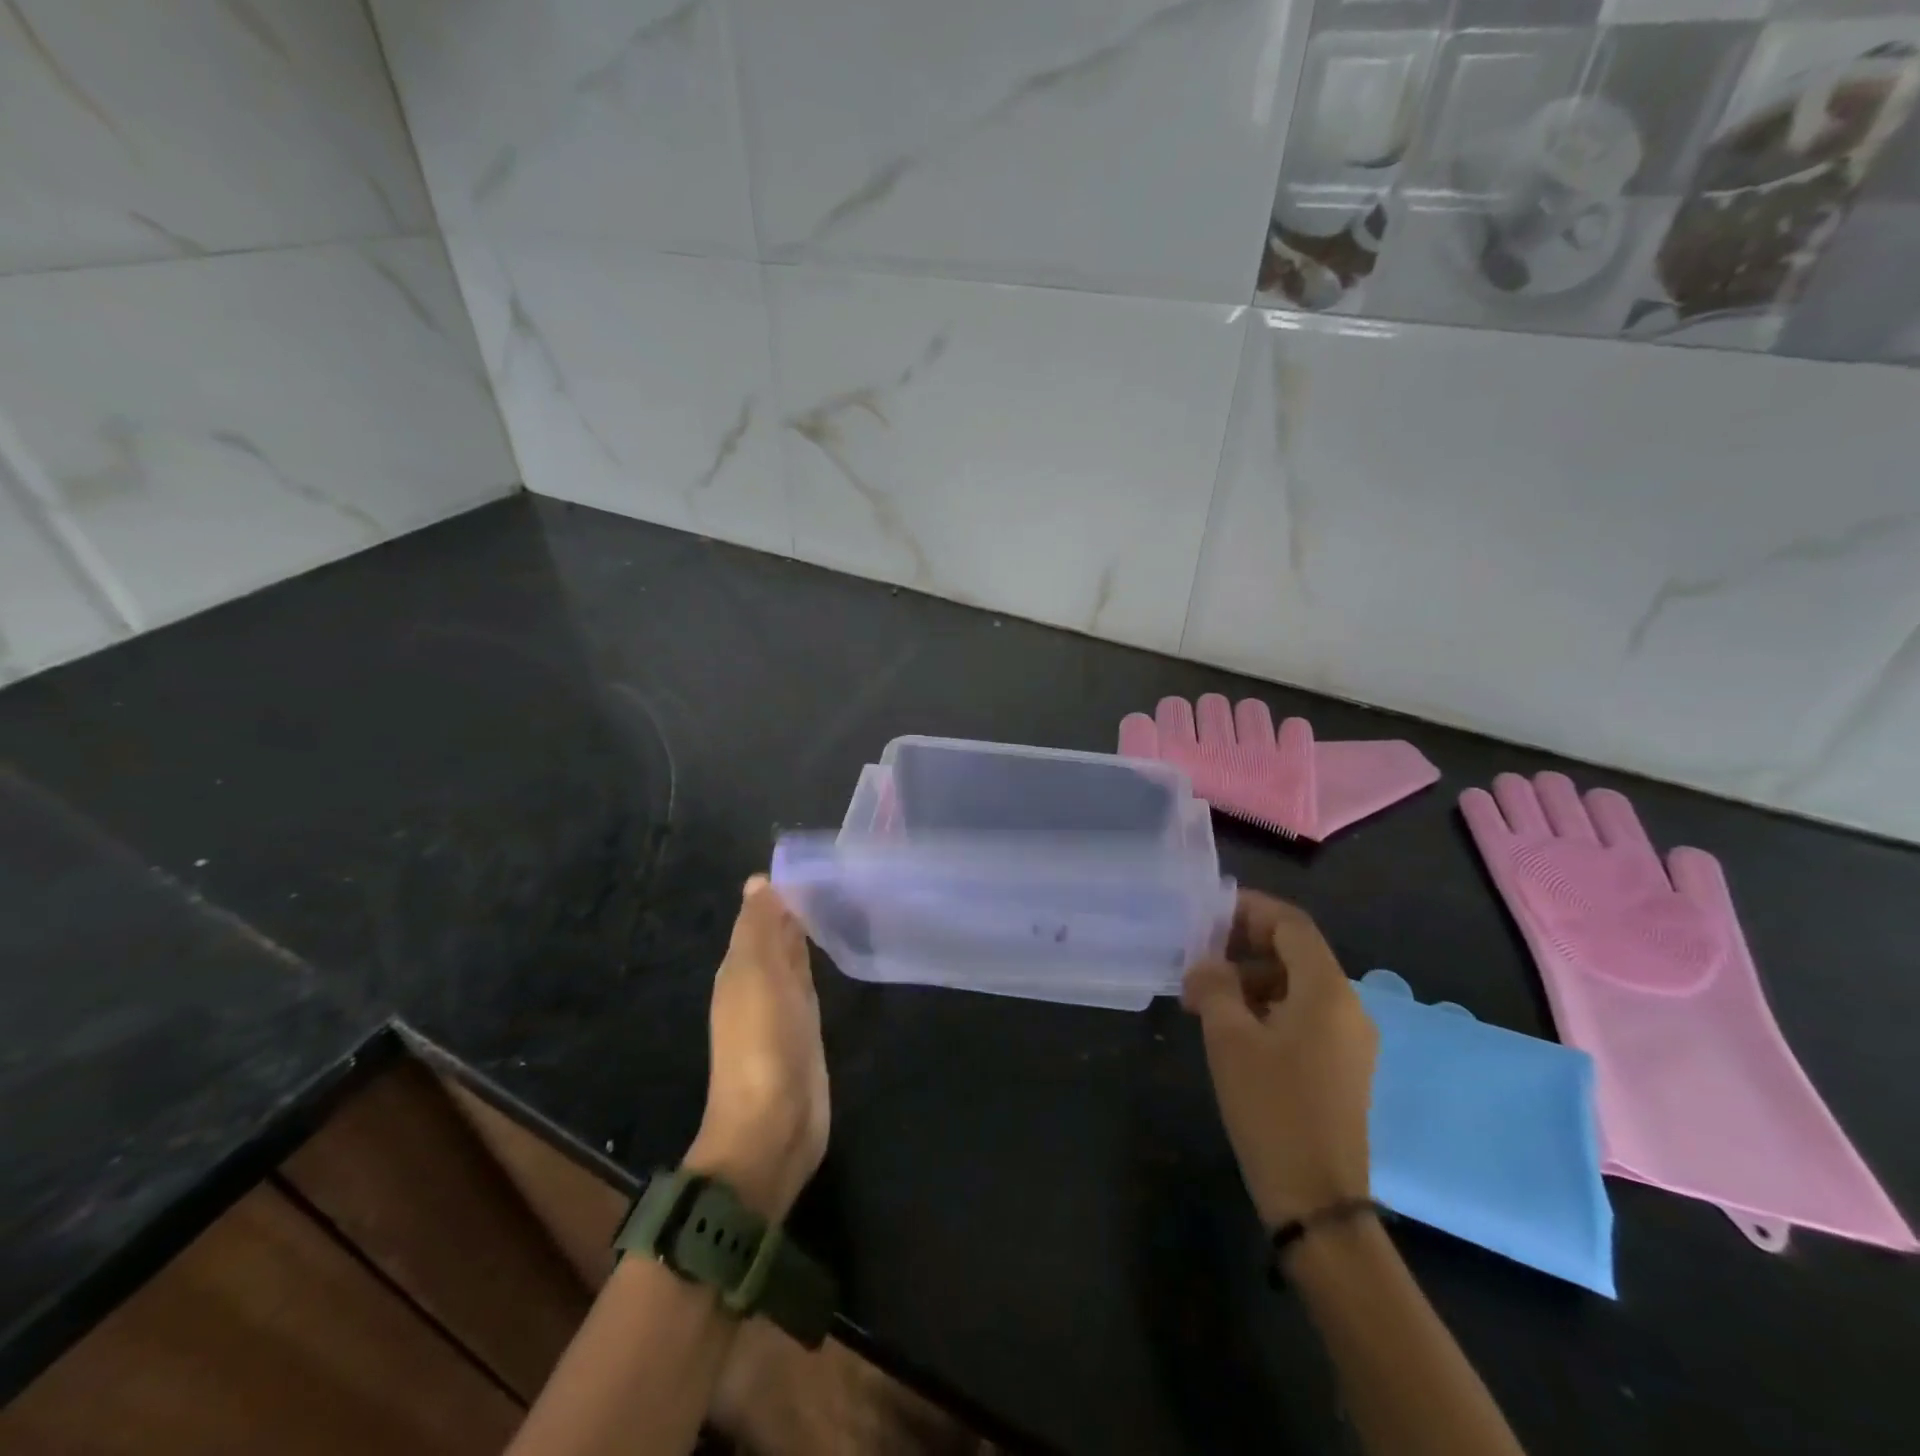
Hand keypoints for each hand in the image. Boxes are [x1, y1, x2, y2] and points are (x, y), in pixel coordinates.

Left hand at [686, 877, 829, 1222]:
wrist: (774, 1127)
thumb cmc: (763, 1043)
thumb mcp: (757, 975)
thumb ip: (760, 927)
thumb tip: (759, 881)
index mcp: (740, 967)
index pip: (762, 915)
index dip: (785, 889)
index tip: (820, 859)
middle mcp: (758, 983)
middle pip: (778, 935)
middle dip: (799, 906)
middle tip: (840, 873)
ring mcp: (783, 1009)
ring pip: (795, 957)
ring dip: (810, 932)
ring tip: (844, 900)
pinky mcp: (807, 1030)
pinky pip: (812, 983)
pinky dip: (820, 962)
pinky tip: (840, 949)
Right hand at [1181, 891, 1374, 1228]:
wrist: (1317, 1200)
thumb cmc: (1272, 1107)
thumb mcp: (1229, 1039)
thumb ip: (1215, 987)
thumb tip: (1206, 964)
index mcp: (1327, 991)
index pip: (1291, 925)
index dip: (1250, 910)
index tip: (1207, 914)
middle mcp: (1347, 1007)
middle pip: (1296, 952)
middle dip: (1244, 946)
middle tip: (1198, 956)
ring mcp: (1349, 1040)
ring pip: (1297, 985)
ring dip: (1251, 979)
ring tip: (1204, 997)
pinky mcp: (1341, 1067)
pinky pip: (1303, 1015)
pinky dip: (1266, 1007)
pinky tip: (1231, 1027)